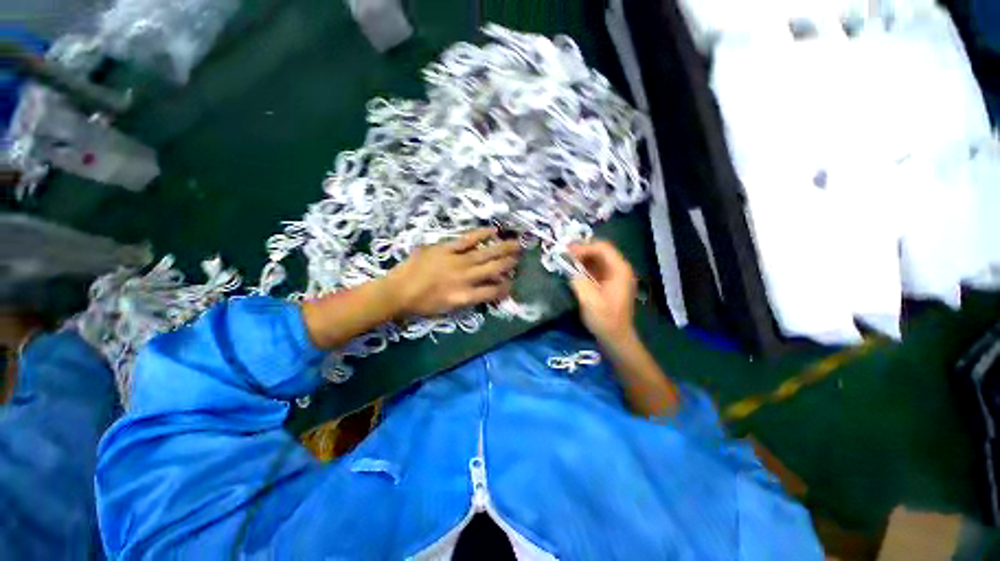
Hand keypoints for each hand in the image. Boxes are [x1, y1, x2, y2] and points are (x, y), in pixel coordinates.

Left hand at [386, 228, 520, 316]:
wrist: (397, 292)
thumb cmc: (422, 305)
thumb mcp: (448, 309)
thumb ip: (468, 299)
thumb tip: (482, 290)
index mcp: (466, 296)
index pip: (493, 292)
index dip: (505, 288)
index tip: (511, 283)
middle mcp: (466, 278)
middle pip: (494, 269)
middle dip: (509, 263)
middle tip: (520, 257)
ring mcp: (457, 261)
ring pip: (485, 254)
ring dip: (502, 249)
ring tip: (516, 244)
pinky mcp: (446, 248)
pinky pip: (467, 240)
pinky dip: (481, 234)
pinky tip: (493, 231)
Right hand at [568, 241, 637, 344]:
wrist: (615, 337)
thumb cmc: (605, 319)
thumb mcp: (589, 300)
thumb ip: (578, 280)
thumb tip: (567, 266)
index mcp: (620, 270)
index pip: (602, 248)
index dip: (583, 247)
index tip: (566, 253)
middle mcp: (619, 268)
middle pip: (600, 250)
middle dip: (581, 250)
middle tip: (563, 253)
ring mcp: (614, 275)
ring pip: (596, 258)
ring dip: (581, 257)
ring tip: (565, 259)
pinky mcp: (608, 282)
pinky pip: (595, 267)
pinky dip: (583, 266)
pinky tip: (572, 269)